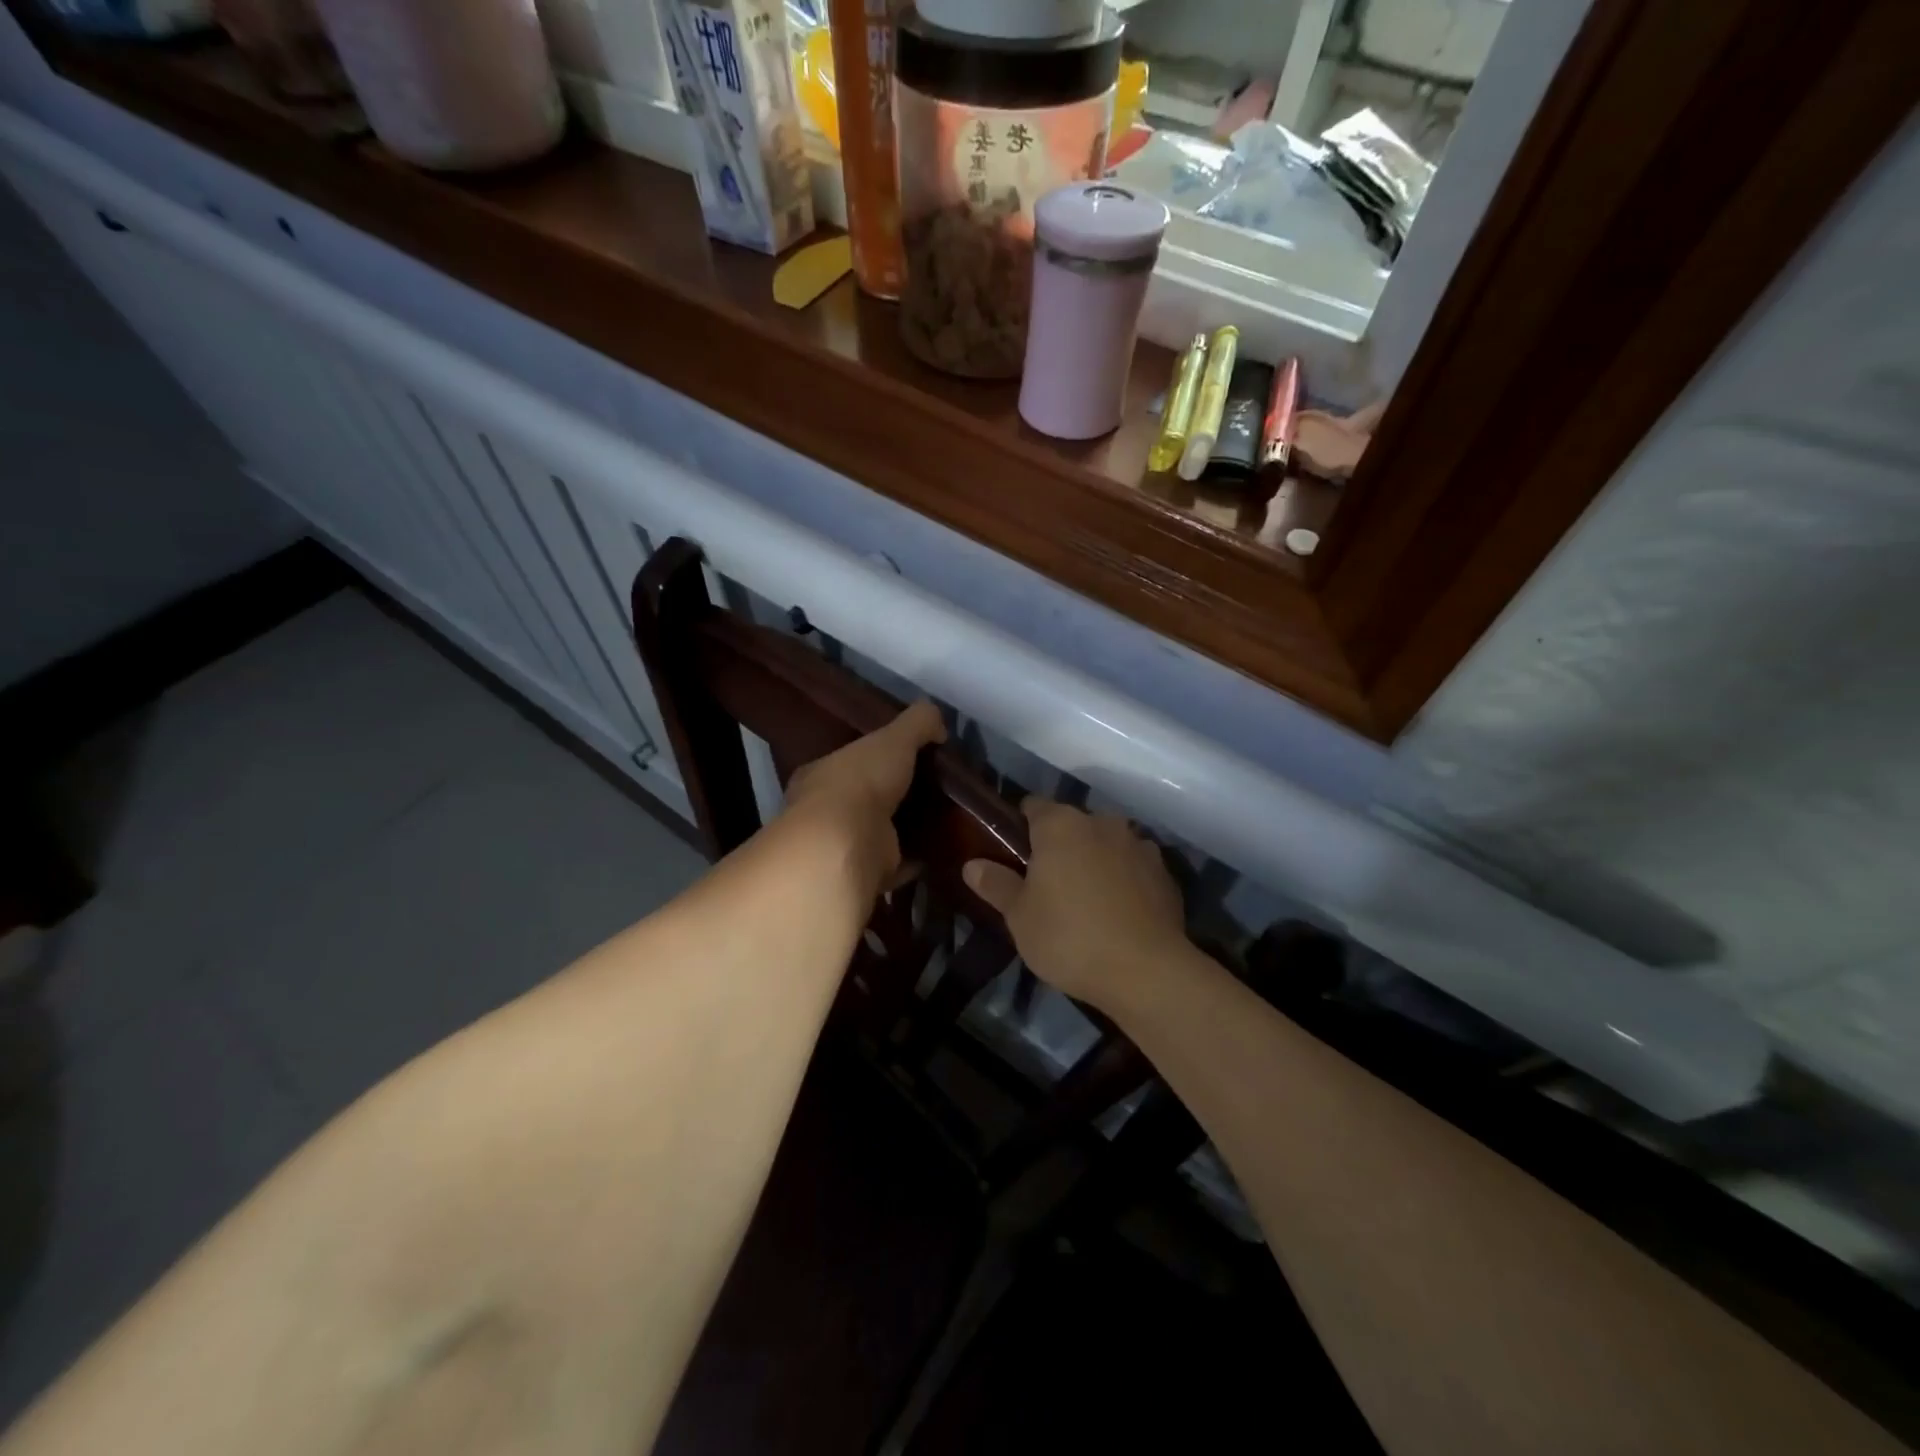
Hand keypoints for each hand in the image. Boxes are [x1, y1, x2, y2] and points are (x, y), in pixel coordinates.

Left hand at [783, 700, 945, 903]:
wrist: (846, 844)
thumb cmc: (861, 781)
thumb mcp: (894, 737)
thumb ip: (917, 723)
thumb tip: (938, 720)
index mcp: (822, 774)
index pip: (849, 762)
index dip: (875, 759)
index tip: (907, 758)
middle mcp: (824, 811)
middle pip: (863, 799)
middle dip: (892, 796)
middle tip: (932, 791)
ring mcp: (841, 846)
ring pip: (877, 832)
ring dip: (903, 829)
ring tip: (941, 820)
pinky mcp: (863, 874)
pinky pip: (894, 864)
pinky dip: (914, 859)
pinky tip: (939, 852)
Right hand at [963, 798, 1187, 1013]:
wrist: (1146, 971)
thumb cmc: (1069, 937)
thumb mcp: (1019, 917)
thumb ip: (996, 884)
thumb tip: (972, 865)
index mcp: (1061, 825)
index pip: (1033, 806)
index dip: (1021, 826)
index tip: (1015, 854)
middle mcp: (1102, 823)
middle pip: (1073, 825)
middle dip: (1060, 846)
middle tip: (1047, 885)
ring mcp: (1139, 845)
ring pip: (1107, 844)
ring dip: (1095, 861)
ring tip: (1087, 900)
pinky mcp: (1166, 873)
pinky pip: (1134, 868)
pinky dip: (1125, 880)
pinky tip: (1119, 913)